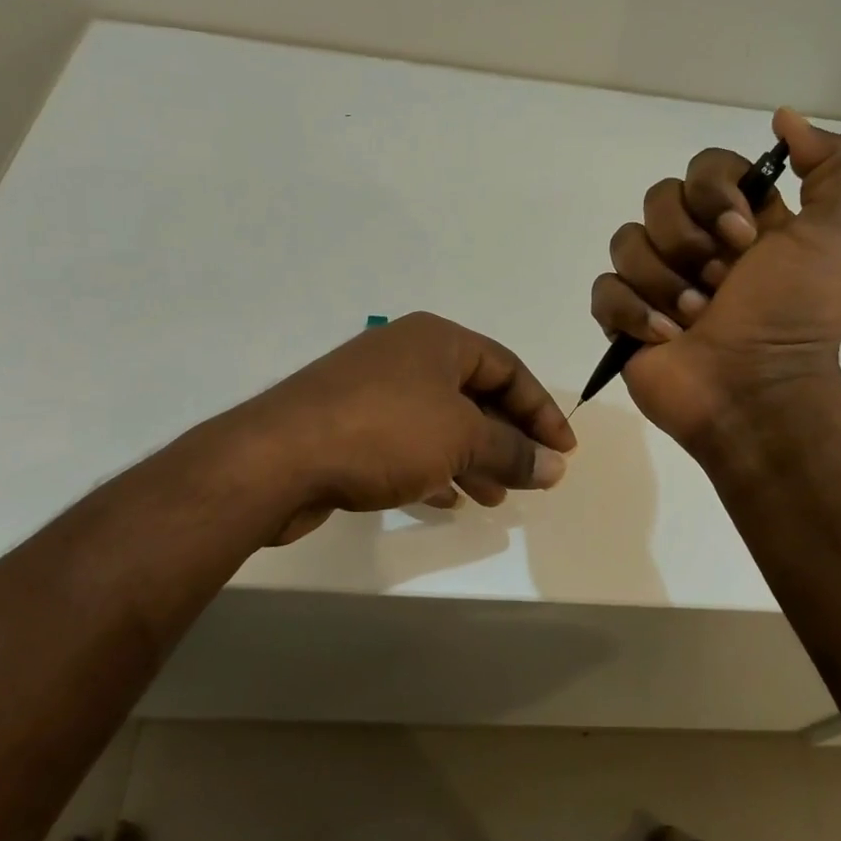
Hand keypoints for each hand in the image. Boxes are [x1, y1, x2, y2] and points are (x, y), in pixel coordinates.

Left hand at [240, 312, 575, 543]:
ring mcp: (373, 390)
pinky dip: (435, 468)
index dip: (541, 410)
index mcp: (438, 340)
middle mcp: (406, 356)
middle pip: (475, 395)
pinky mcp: (349, 426)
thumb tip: (555, 466)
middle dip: (507, 439)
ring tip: (495, 498)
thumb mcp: (461, 439)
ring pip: (441, 423)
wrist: (276, 459)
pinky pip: (408, 443)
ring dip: (474, 459)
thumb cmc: (383, 432)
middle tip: (532, 478)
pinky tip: (449, 499)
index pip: (508, 368)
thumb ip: (513, 451)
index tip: (564, 453)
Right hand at [589, 107, 840, 450]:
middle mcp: (697, 244)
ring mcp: (656, 282)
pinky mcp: (624, 319)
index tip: (743, 235)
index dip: (715, 193)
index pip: (705, 166)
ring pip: (626, 242)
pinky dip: (633, 312)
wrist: (759, 392)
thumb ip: (833, 164)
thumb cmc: (797, 313)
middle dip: (689, 243)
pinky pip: (604, 290)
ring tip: (695, 318)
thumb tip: (783, 118)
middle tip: (721, 284)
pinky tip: (665, 337)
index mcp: (741, 219)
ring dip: (665, 282)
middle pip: (659, 199)